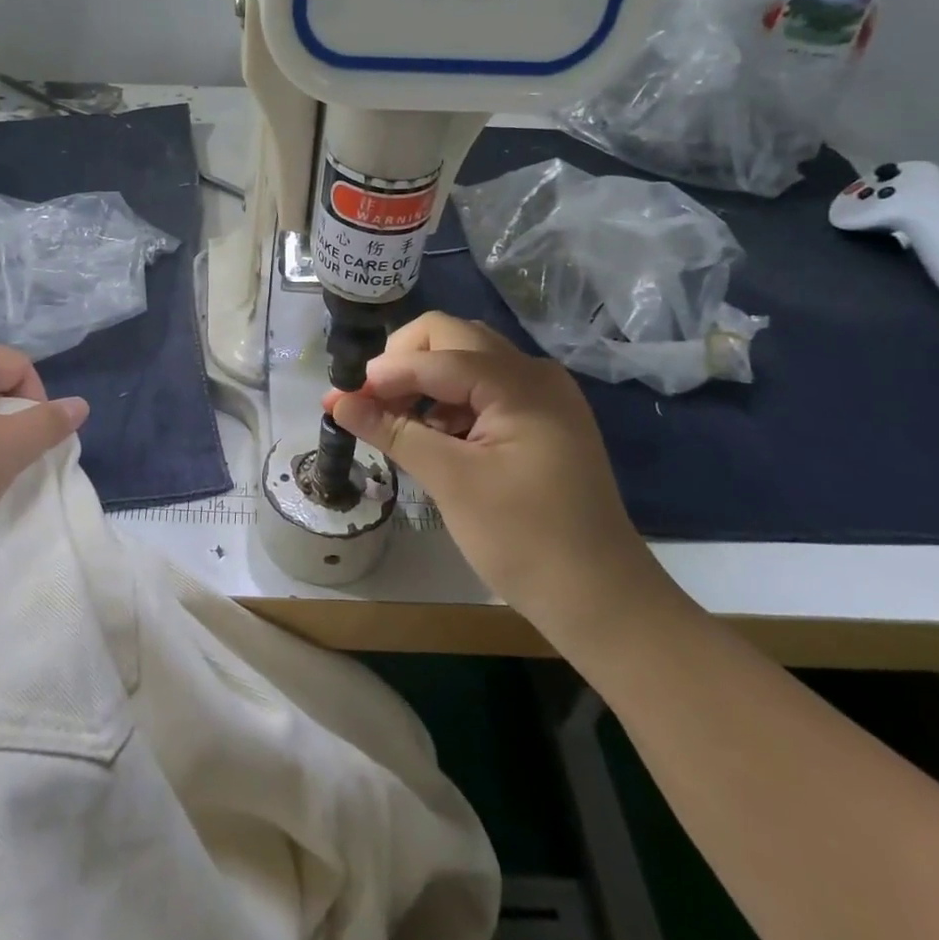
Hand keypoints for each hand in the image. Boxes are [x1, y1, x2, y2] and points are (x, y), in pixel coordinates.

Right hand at [325, 312, 675, 656]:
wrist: (602, 600)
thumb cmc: (524, 539)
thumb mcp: (451, 482)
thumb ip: (393, 432)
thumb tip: (336, 401)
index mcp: (520, 383)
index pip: (436, 355)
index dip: (385, 372)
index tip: (341, 398)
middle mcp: (534, 374)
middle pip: (452, 338)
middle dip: (404, 362)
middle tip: (370, 401)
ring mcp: (543, 395)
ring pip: (467, 360)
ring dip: (425, 379)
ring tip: (395, 421)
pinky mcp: (542, 420)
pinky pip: (485, 388)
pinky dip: (450, 401)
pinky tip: (432, 436)